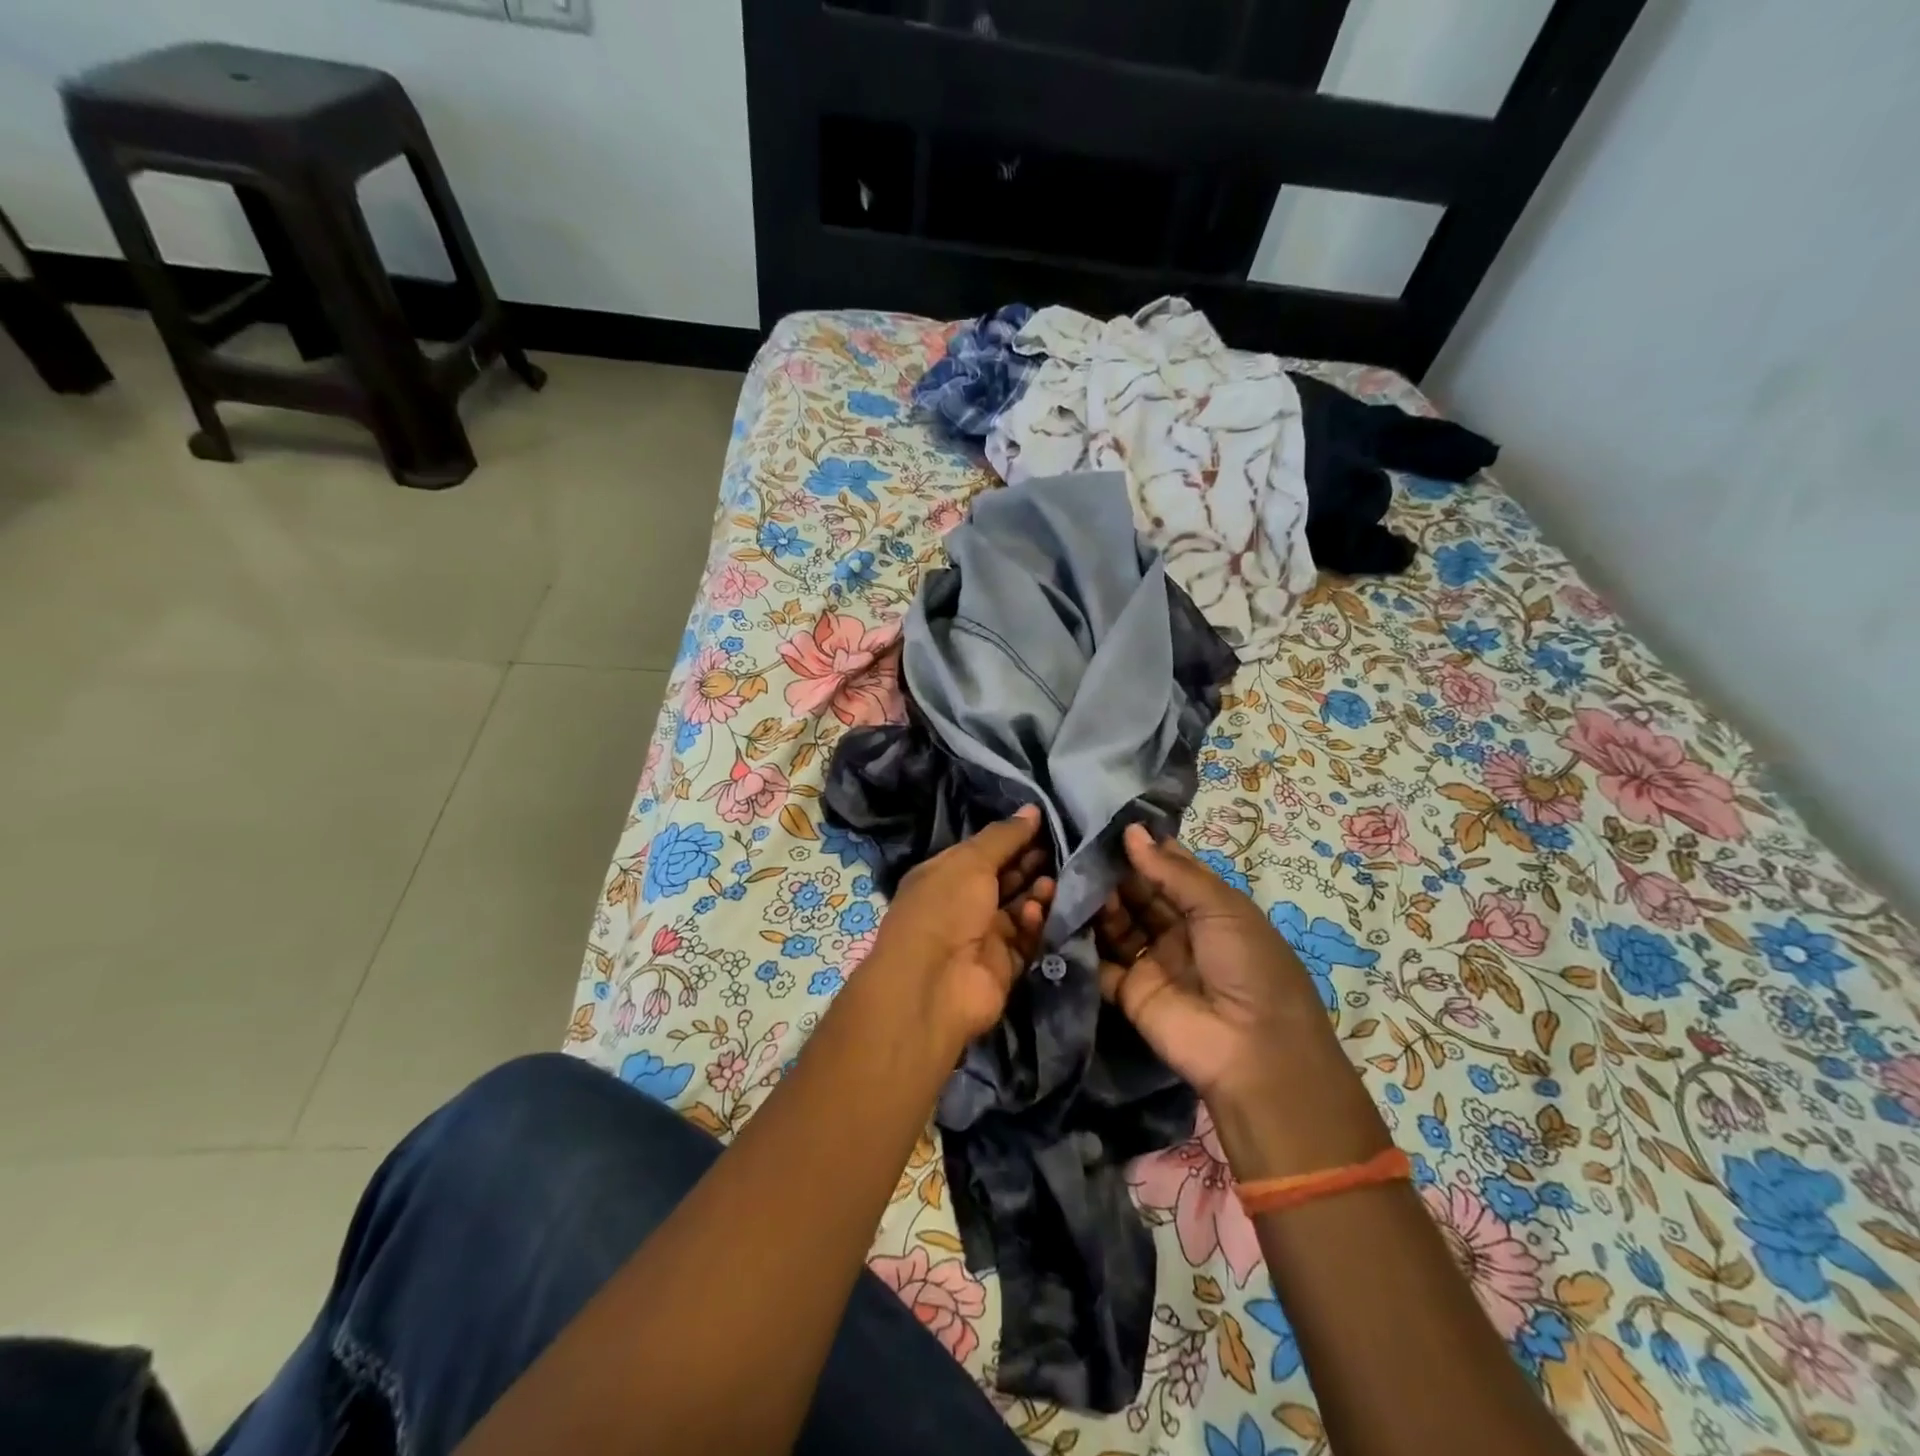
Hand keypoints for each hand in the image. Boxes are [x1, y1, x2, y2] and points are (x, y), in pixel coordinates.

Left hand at [866, 806, 1054, 1047]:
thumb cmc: (945, 909)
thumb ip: (1004, 837)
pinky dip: (1032, 925)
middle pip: (1003, 879)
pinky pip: (1024, 940)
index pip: (983, 851)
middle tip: (1061, 851)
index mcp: (944, 875)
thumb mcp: (970, 861)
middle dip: (1029, 865)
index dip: (1012, 839)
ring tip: (1052, 883)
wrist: (933, 984)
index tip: (1046, 825)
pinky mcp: (1002, 966)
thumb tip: (1032, 810)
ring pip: (1018, 909)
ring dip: (1036, 895)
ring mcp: (982, 937)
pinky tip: (1036, 913)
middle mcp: (962, 904)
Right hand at [1095, 824, 1388, 1176]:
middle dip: (1113, 874)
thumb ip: (1171, 870)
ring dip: (1098, 904)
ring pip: (1117, 925)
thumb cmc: (1248, 966)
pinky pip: (1100, 963)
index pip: (1170, 870)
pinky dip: (1081, 943)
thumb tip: (1130, 831)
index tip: (1105, 823)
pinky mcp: (1129, 993)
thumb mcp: (1221, 907)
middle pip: (1139, 895)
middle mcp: (1179, 932)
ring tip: (1071, 880)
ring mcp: (1153, 962)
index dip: (1143, 848)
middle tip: (1078, 848)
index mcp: (1210, 909)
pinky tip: (1060, 917)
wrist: (1253, 1052)